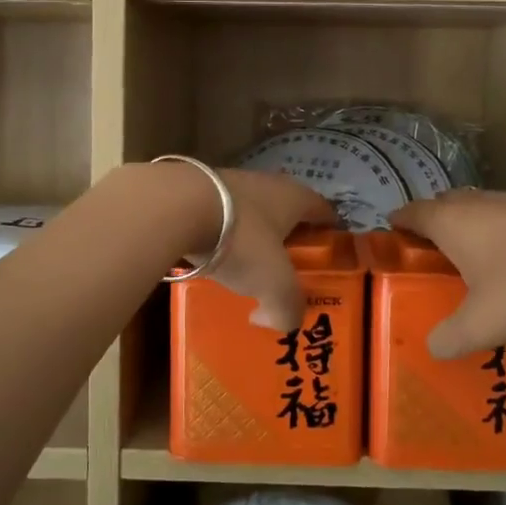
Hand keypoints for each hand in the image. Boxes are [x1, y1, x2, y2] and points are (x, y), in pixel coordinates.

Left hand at [201, 169, 336, 330]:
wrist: (174, 206)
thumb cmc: (240, 240)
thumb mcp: (274, 284)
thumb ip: (287, 308)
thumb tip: (277, 321)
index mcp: (295, 197)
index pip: (325, 212)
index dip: (331, 236)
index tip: (330, 261)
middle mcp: (267, 183)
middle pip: (287, 213)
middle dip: (289, 241)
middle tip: (287, 273)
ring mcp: (230, 183)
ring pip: (251, 215)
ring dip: (252, 239)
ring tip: (246, 269)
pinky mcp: (197, 190)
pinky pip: (220, 218)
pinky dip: (221, 237)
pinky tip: (212, 257)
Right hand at [391, 189, 505, 357]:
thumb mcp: (482, 324)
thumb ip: (450, 338)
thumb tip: (432, 347)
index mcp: (450, 222)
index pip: (412, 213)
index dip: (398, 223)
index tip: (390, 235)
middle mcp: (475, 203)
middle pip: (442, 204)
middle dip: (431, 223)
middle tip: (427, 253)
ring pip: (475, 207)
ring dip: (466, 226)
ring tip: (468, 257)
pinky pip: (504, 215)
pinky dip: (496, 230)